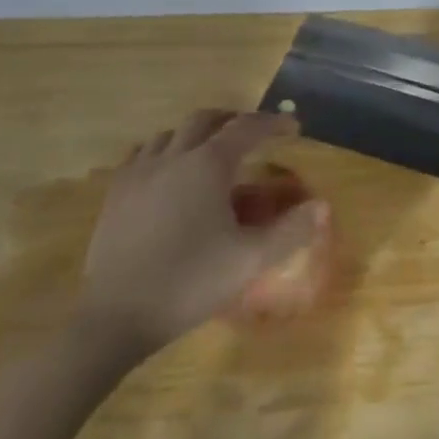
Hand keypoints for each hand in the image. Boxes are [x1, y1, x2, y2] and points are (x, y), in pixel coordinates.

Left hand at [72, 111, 327, 364]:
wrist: (115, 318)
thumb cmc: (189, 283)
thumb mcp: (250, 260)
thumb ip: (291, 231)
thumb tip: (323, 206)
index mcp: (208, 164)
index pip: (246, 128)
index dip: (272, 124)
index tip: (292, 127)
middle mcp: (173, 156)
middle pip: (205, 120)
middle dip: (233, 120)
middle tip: (252, 134)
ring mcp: (139, 172)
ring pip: (171, 133)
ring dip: (197, 134)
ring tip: (211, 151)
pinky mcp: (115, 193)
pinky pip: (142, 154)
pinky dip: (164, 151)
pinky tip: (168, 173)